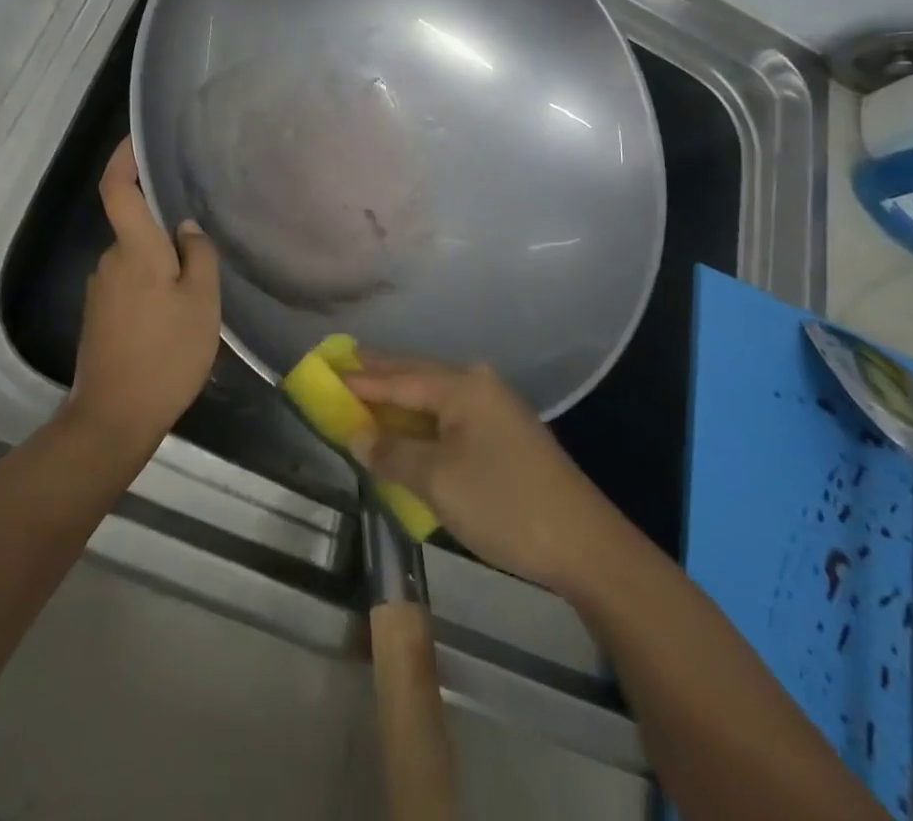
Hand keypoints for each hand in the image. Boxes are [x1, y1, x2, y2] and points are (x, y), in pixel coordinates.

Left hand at [68, 139, 220, 452]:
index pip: (119, 189)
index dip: (124, 159)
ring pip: (137, 260)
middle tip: (205, 252)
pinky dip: (153, 288)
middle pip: (136, 227)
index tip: (137, 139)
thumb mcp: (201, 303)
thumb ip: (198, 256)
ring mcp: (100, 290)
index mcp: (134, 250)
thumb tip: (186, 228)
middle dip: (166, 231)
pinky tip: (175, 318)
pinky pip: (131, 284)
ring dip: (163, 265)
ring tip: (197, 294)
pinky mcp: (99, 316)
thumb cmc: (166, 354)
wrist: (114, 417)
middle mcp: (110, 262)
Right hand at [345, 358, 611, 593]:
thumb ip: (391, 454)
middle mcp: (479, 385)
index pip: (398, 378)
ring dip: (400, 397)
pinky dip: (421, 418)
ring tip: (366, 393)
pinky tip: (407, 426)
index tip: (327, 370)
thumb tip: (356, 436)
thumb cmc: (504, 504)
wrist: (586, 547)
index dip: (360, 379)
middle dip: (380, 374)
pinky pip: (450, 415)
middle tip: (342, 366)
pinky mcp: (505, 435)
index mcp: (462, 387)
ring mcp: (496, 409)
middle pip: (417, 375)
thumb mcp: (437, 481)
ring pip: (435, 395)